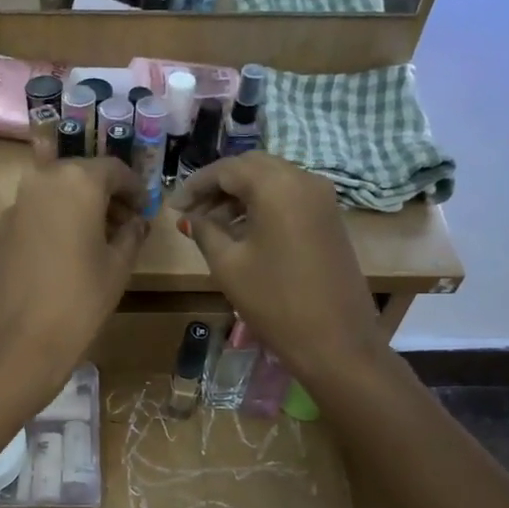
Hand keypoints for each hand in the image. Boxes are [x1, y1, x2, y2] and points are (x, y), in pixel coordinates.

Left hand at [0, 159, 147, 406]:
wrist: (15, 345)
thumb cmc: (78, 302)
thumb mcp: (117, 268)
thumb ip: (131, 235)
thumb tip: (135, 222)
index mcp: (77, 182)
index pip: (113, 169)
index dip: (134, 188)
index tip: (144, 209)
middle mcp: (41, 182)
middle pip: (80, 176)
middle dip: (105, 196)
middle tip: (124, 225)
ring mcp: (14, 206)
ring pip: (55, 194)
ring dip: (78, 209)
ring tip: (97, 242)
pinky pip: (35, 215)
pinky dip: (55, 224)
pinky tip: (65, 256)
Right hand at [171, 154, 382, 387]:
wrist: (335, 340)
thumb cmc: (274, 301)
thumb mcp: (228, 265)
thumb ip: (205, 232)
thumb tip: (188, 218)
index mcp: (277, 185)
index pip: (227, 168)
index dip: (195, 184)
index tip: (173, 207)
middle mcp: (304, 179)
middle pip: (252, 167)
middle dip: (218, 186)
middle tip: (191, 213)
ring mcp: (322, 198)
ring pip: (272, 181)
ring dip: (240, 196)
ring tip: (212, 226)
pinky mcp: (329, 218)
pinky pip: (289, 197)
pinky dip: (262, 205)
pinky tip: (242, 232)